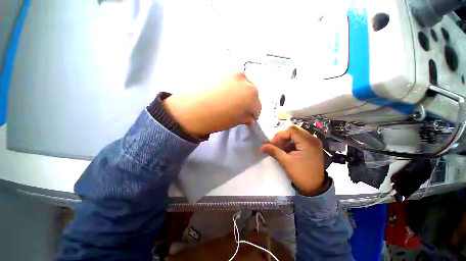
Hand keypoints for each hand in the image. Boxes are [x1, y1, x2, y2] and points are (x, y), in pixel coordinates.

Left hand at [164, 73, 260, 135]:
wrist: (190, 110)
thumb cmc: (216, 119)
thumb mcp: (235, 121)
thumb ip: (246, 117)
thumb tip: (250, 117)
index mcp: (251, 95)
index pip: (258, 106)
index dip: (254, 114)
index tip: (249, 118)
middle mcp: (245, 80)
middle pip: (252, 92)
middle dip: (248, 102)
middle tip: (241, 109)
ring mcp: (232, 72)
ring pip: (242, 84)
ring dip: (240, 92)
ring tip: (231, 100)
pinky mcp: (220, 70)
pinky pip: (231, 79)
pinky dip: (231, 86)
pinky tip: (223, 92)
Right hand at [260, 126, 326, 195]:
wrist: (315, 187)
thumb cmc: (301, 174)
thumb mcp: (286, 162)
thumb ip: (273, 151)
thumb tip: (261, 147)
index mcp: (308, 142)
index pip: (291, 130)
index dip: (279, 135)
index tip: (271, 143)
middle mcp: (312, 138)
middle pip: (293, 130)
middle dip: (281, 136)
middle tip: (274, 144)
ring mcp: (313, 142)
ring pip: (295, 134)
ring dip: (285, 139)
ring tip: (278, 147)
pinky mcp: (311, 146)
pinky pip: (298, 139)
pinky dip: (290, 142)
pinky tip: (285, 149)